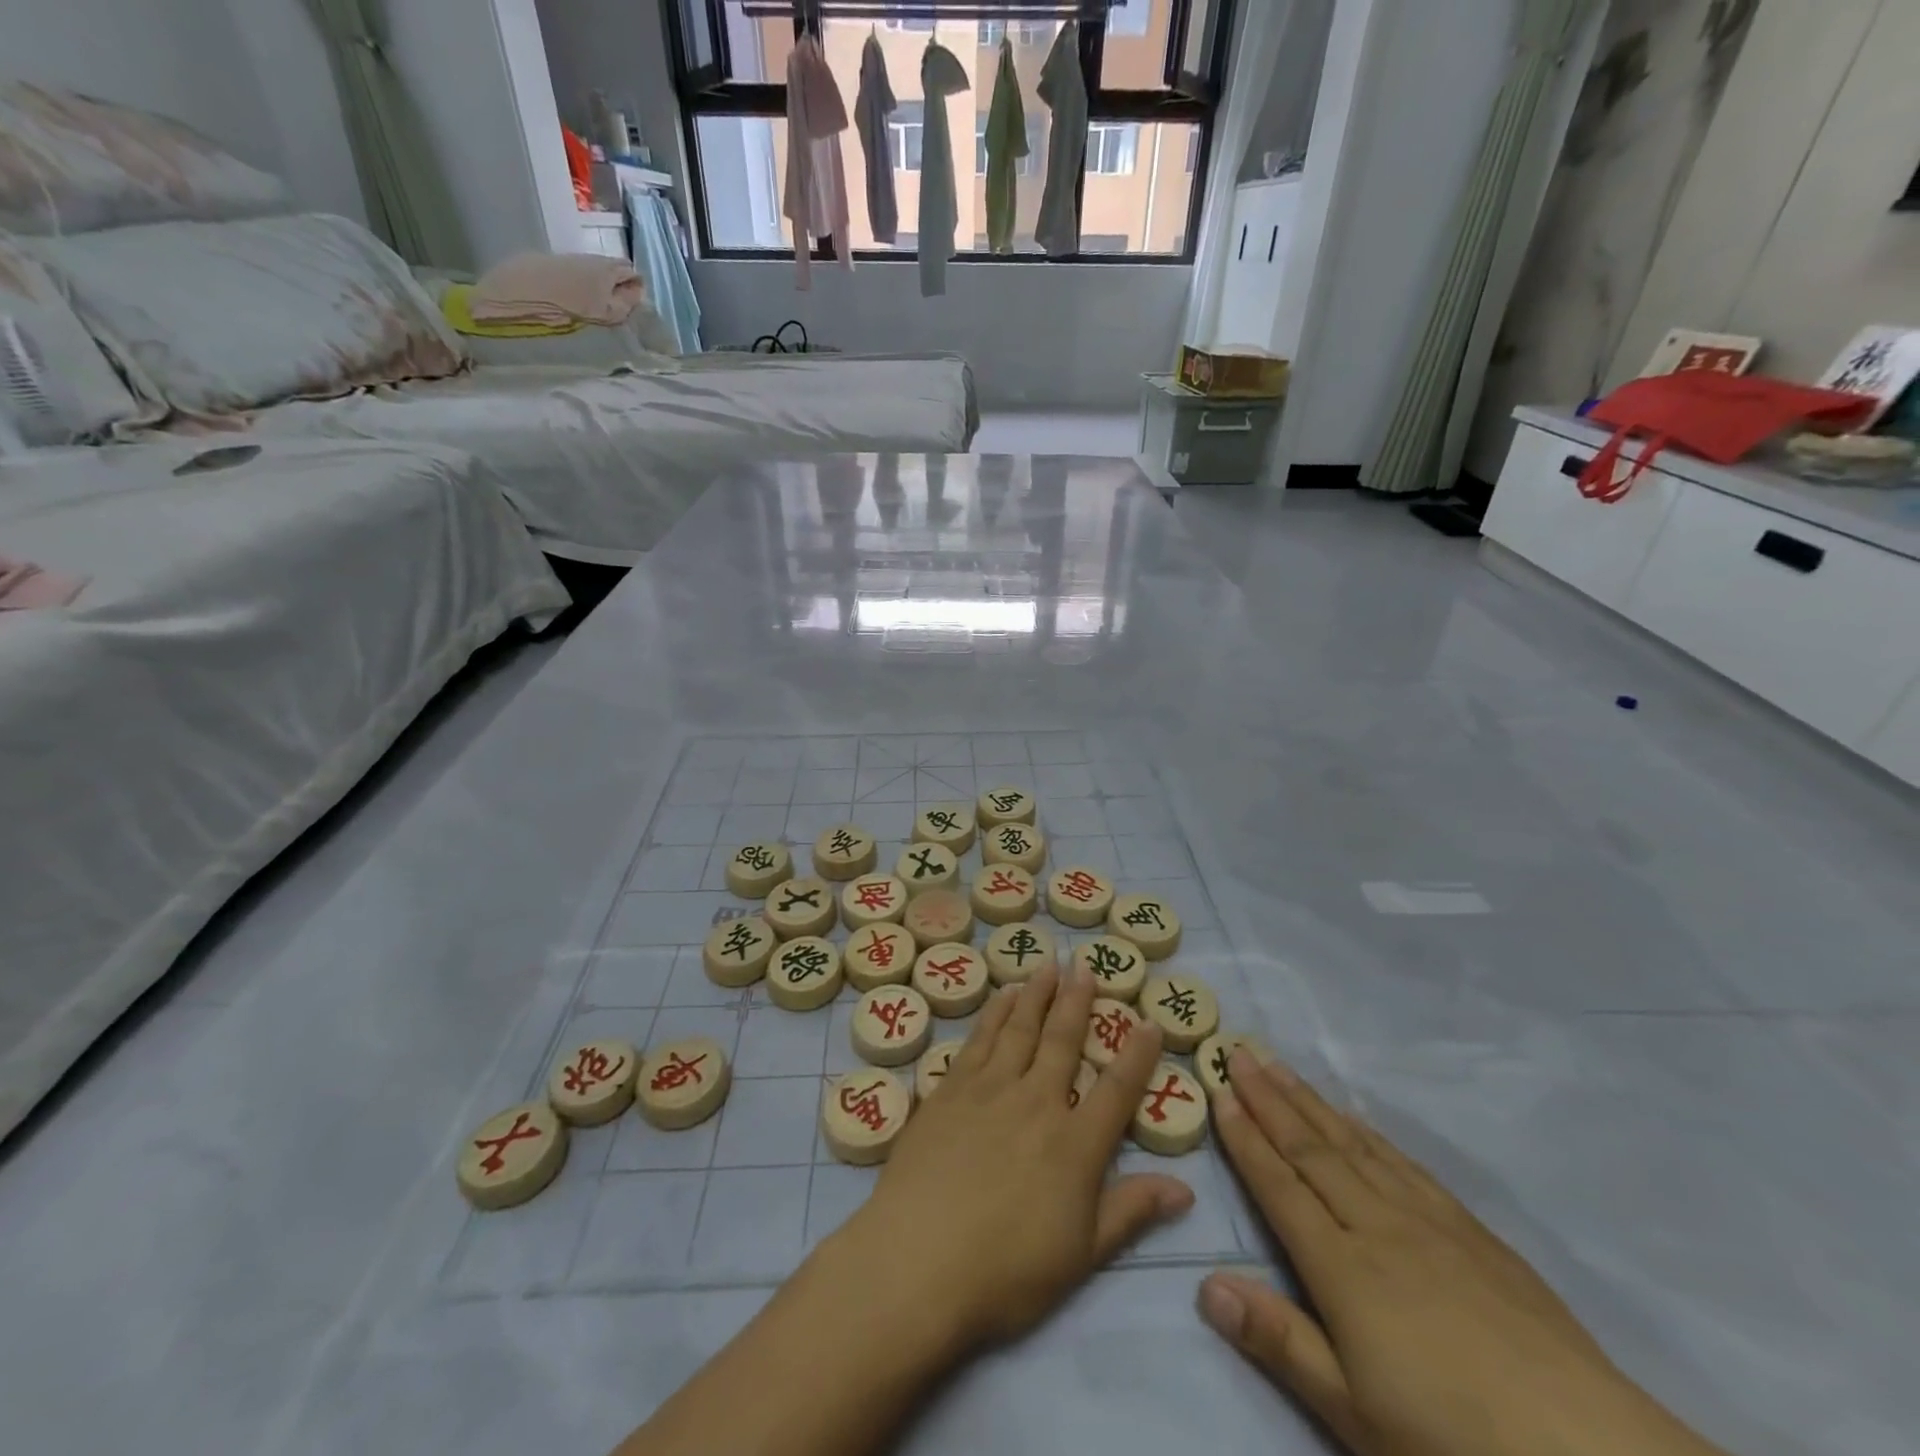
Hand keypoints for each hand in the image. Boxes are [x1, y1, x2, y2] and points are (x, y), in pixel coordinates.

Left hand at [842, 966, 1194, 1352]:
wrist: (918, 1260)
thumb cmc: (1006, 1271)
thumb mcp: (1082, 1256)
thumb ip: (1130, 1212)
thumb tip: (1185, 1187)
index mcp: (1075, 1145)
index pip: (1116, 1089)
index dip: (1136, 1055)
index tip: (1148, 1020)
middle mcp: (1036, 1102)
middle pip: (1062, 1041)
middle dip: (1077, 1001)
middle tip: (1085, 964)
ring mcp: (988, 1090)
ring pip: (1019, 1029)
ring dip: (1036, 995)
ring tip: (1047, 965)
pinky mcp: (949, 1090)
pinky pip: (978, 1039)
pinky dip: (994, 1014)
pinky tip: (1001, 997)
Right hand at [1201, 1051, 1726, 1455]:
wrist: (1591, 1454)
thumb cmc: (1454, 1440)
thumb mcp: (1354, 1413)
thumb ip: (1279, 1341)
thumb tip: (1205, 1283)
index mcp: (1341, 1267)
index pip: (1279, 1185)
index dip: (1245, 1137)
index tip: (1218, 1091)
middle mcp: (1377, 1225)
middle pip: (1311, 1149)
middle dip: (1269, 1098)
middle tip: (1239, 1051)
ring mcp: (1428, 1223)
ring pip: (1354, 1145)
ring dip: (1310, 1102)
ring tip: (1281, 1066)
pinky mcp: (1473, 1233)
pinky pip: (1405, 1164)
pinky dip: (1370, 1134)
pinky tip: (1357, 1120)